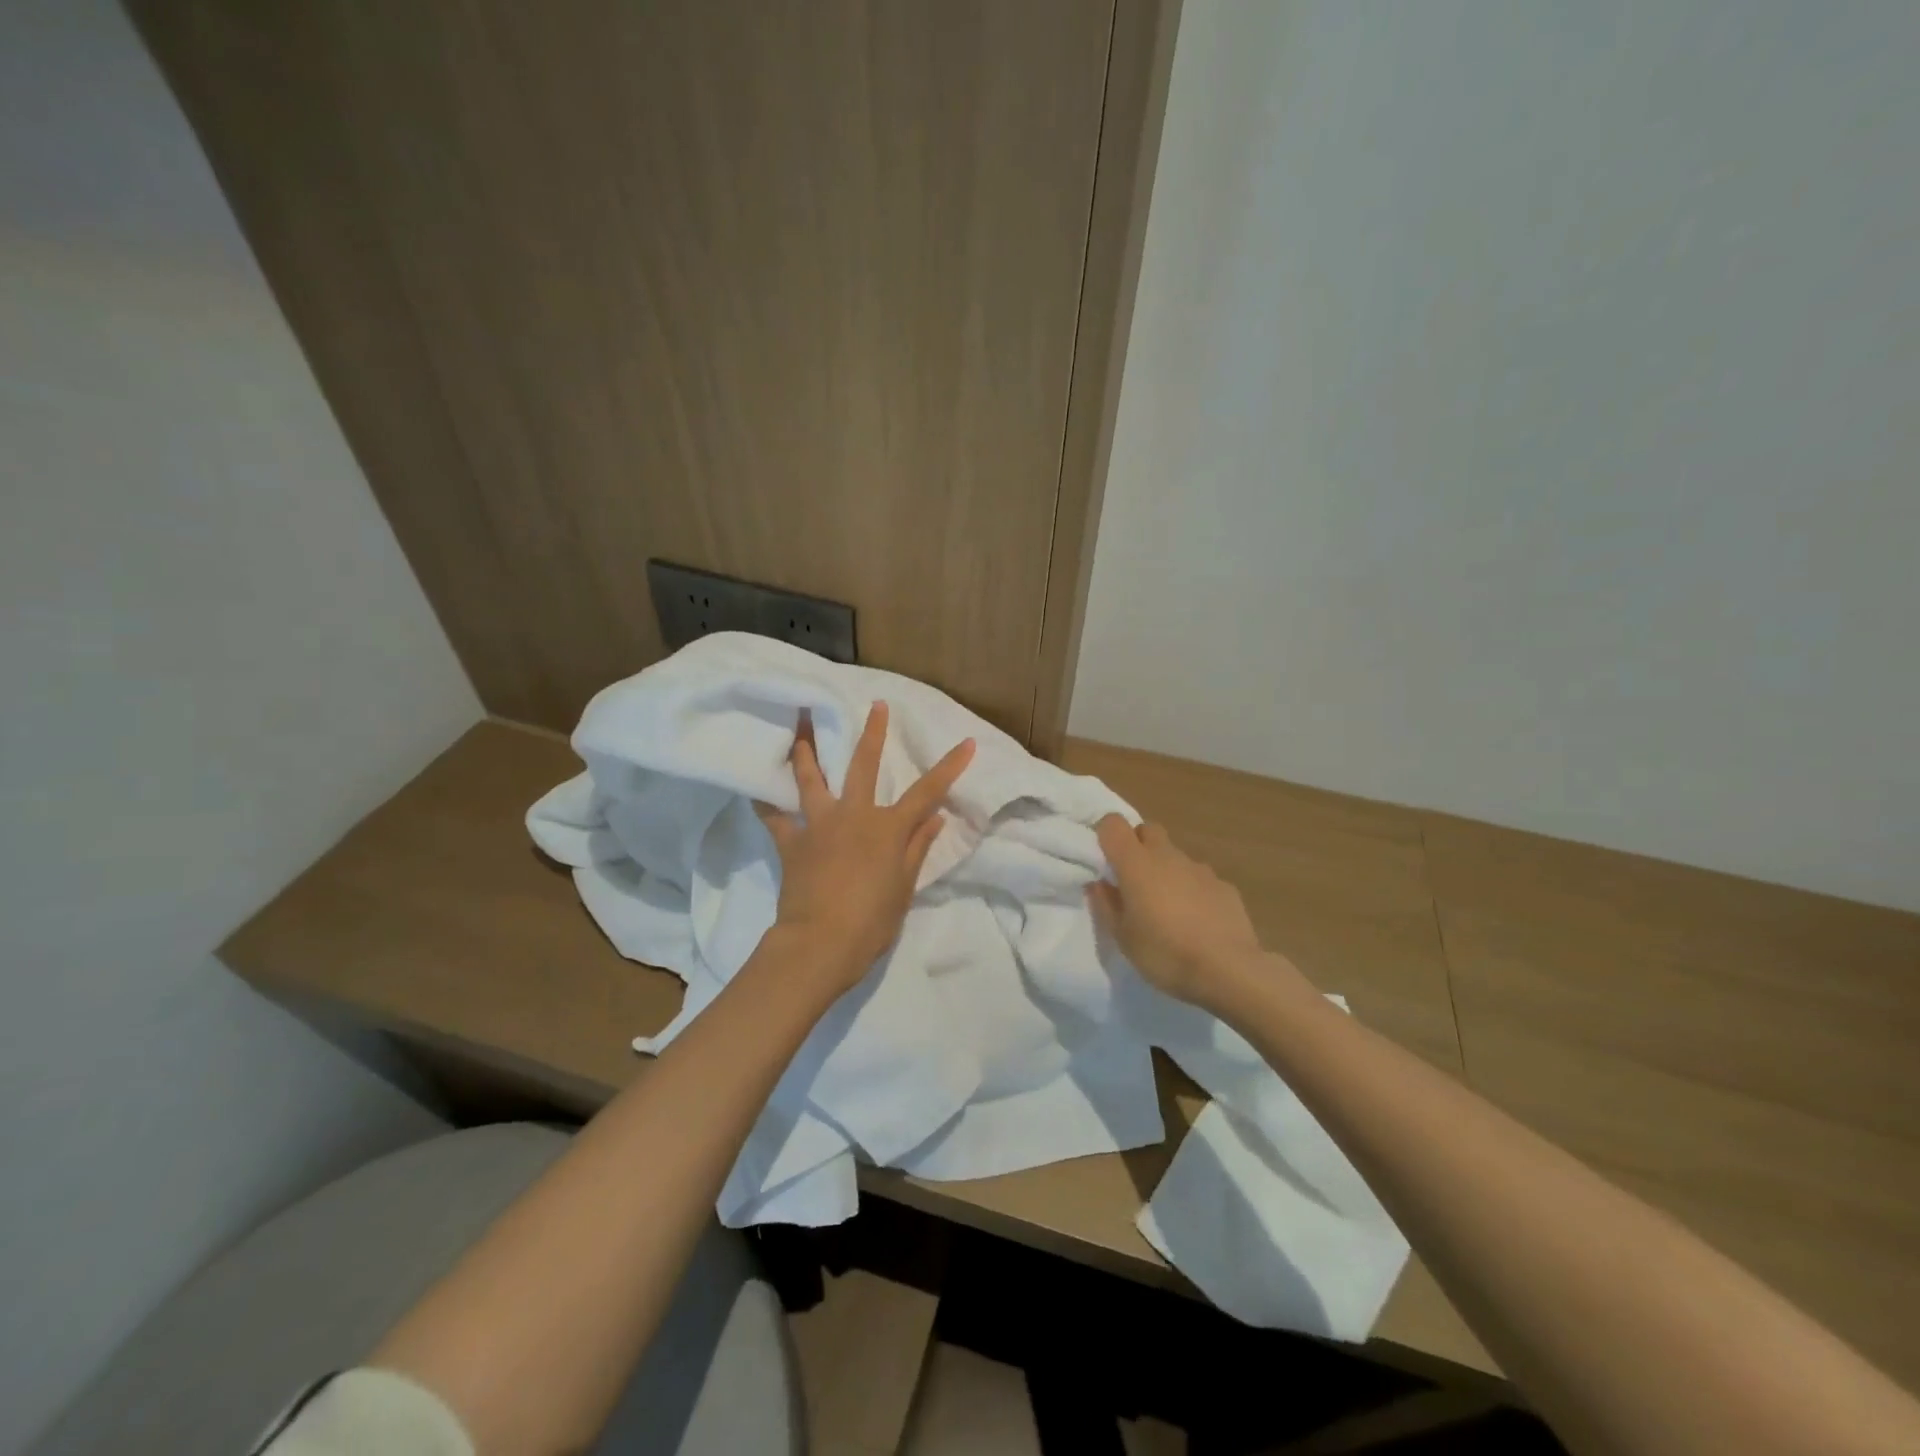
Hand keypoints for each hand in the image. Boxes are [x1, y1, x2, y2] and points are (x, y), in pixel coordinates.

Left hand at [757, 703, 973, 993]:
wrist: (819, 943)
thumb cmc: (871, 921)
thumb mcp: (903, 887)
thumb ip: (917, 848)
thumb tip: (935, 817)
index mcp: (887, 828)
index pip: (927, 792)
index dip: (949, 767)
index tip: (966, 742)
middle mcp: (853, 815)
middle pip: (863, 765)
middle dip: (873, 733)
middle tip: (876, 705)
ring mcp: (818, 824)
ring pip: (810, 777)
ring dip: (806, 747)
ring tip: (799, 721)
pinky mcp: (792, 842)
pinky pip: (774, 817)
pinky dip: (766, 802)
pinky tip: (755, 788)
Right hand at [1088, 815, 1310, 1014]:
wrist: (1229, 971)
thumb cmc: (1165, 953)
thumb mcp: (1122, 937)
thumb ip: (1106, 904)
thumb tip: (1098, 883)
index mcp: (1136, 864)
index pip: (1113, 823)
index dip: (1105, 834)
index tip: (1103, 859)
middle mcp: (1167, 856)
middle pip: (1147, 830)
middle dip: (1137, 845)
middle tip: (1133, 880)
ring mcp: (1199, 869)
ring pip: (1174, 855)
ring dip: (1165, 870)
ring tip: (1167, 907)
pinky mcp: (1224, 886)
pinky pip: (1199, 878)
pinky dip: (1192, 889)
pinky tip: (1197, 921)